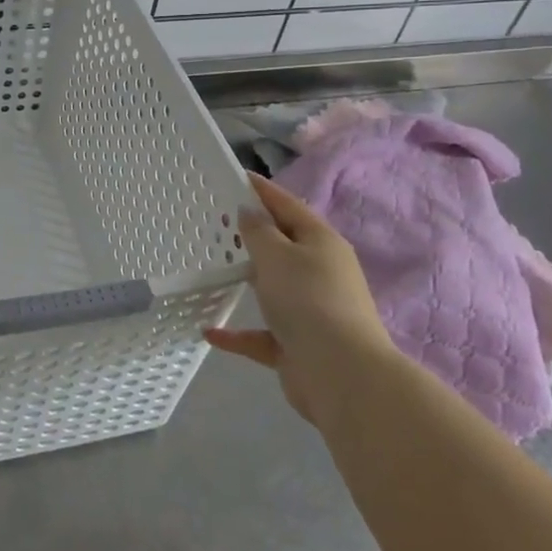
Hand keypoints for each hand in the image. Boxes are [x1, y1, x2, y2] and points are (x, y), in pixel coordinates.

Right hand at [205, 173, 388, 424]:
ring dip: (249, 280)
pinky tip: (210, 331)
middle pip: (282, 246)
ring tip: (214, 269)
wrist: (341, 374)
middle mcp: (320, 272)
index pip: (287, 205)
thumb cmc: (308, 300)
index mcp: (321, 242)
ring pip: (274, 289)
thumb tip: (249, 212)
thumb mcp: (276, 255)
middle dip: (252, 235)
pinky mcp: (299, 345)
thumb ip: (258, 231)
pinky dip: (239, 333)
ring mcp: (312, 311)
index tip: (235, 176)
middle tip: (216, 222)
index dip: (261, 190)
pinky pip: (263, 334)